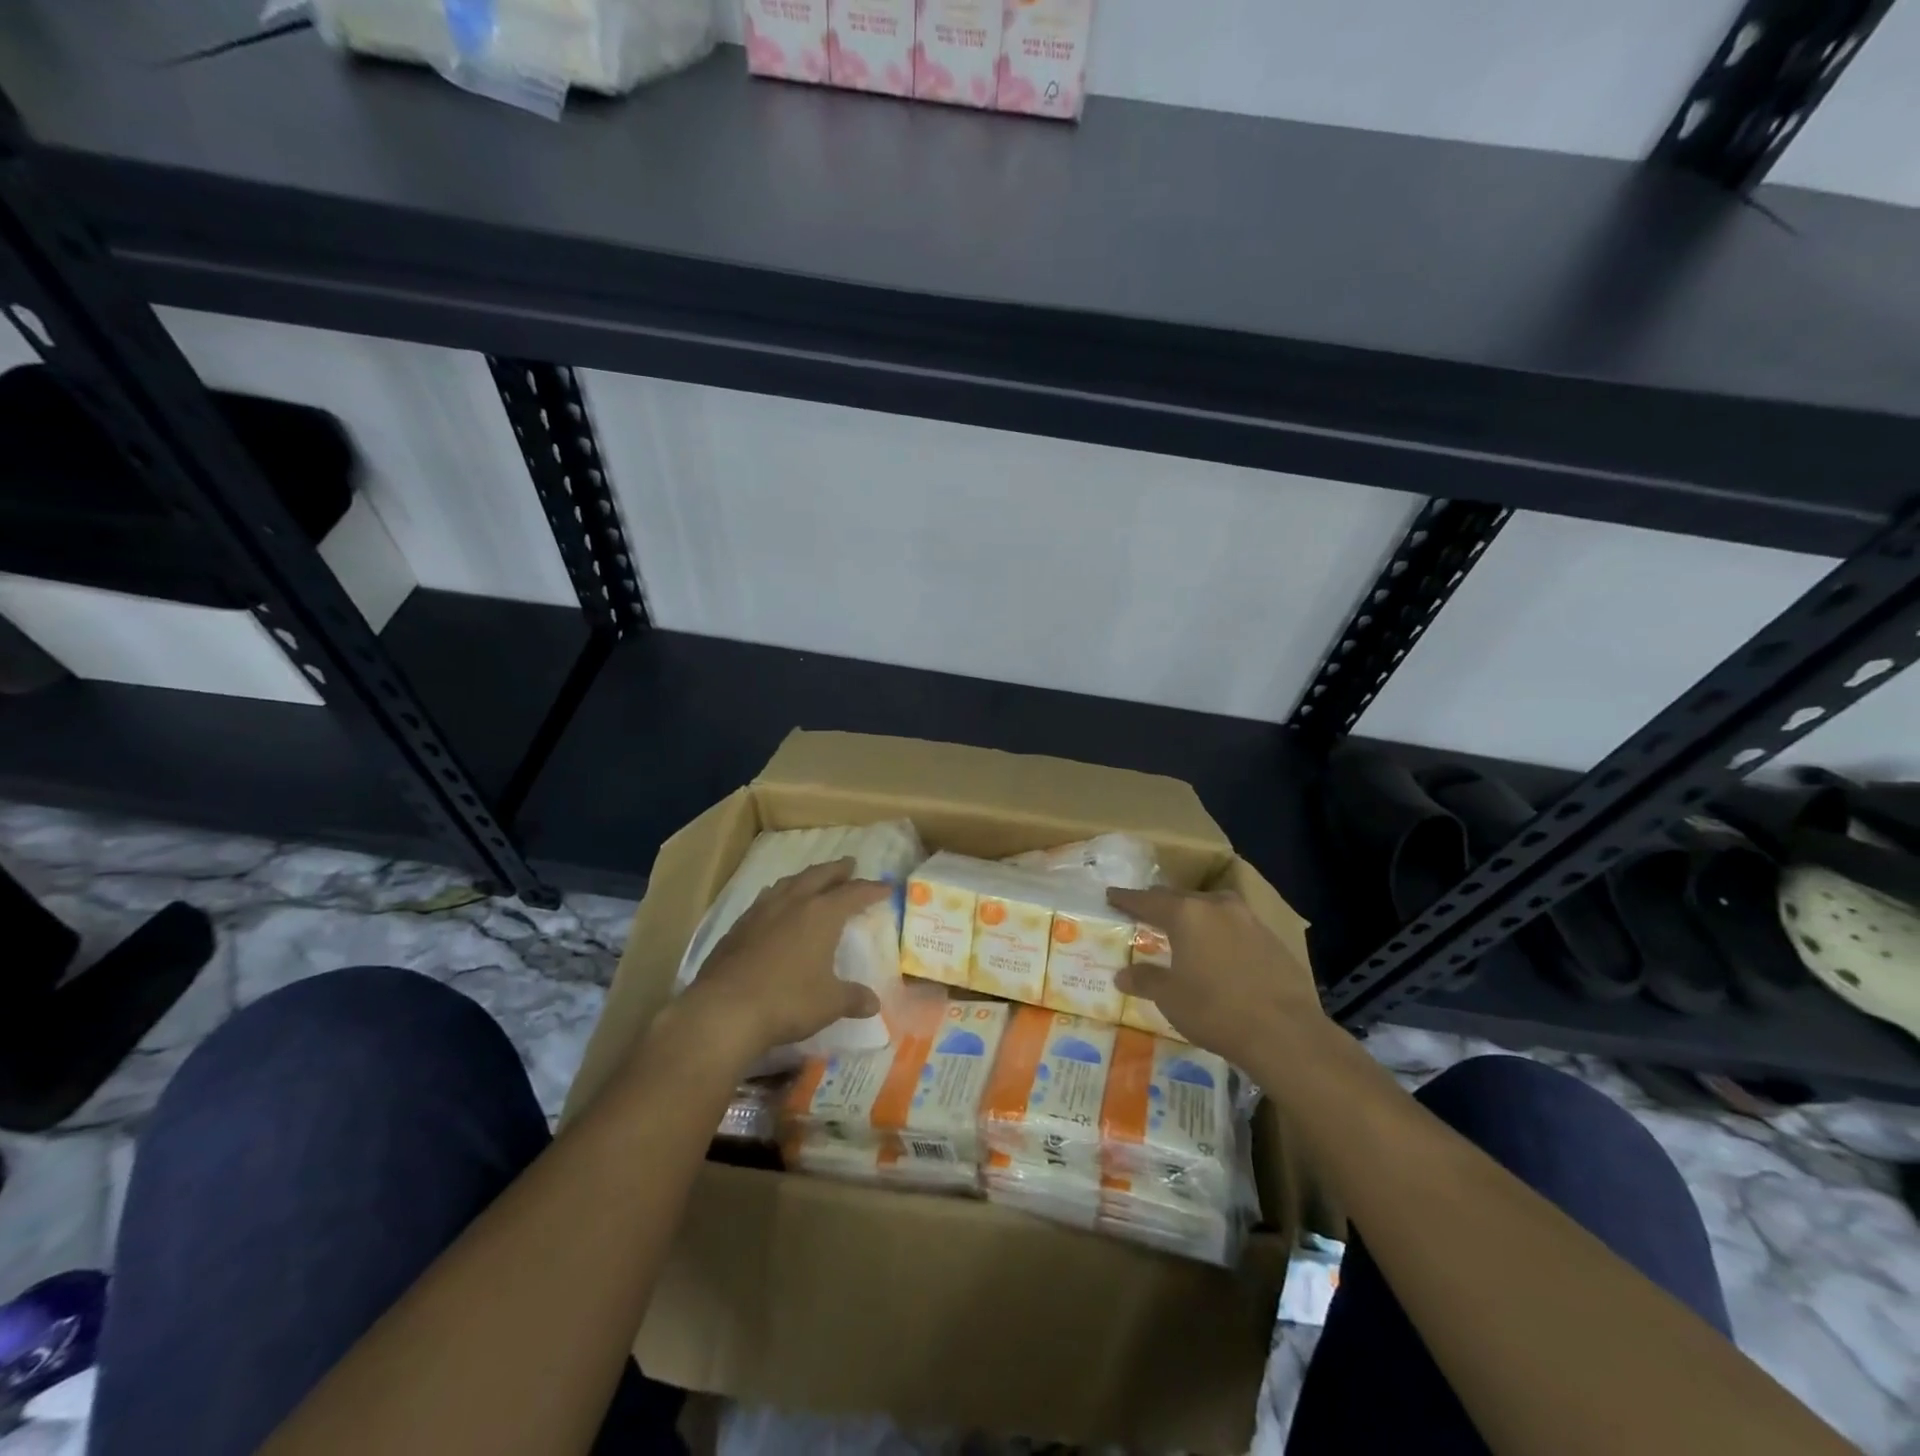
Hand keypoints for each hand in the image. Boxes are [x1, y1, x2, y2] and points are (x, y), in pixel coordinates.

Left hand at [678, 859, 891, 1066]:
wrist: (724, 1010)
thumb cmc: (787, 1001)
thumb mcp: (829, 1003)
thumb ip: (853, 998)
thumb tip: (873, 1003)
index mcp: (821, 914)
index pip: (853, 893)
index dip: (871, 889)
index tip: (885, 887)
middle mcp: (793, 903)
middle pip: (819, 876)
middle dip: (837, 870)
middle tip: (849, 864)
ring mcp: (762, 912)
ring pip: (789, 883)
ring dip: (805, 878)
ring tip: (813, 879)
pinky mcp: (738, 927)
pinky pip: (765, 900)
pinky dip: (779, 896)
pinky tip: (775, 905)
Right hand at [1108, 886, 1323, 1066]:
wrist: (1287, 1034)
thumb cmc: (1216, 1011)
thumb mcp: (1171, 998)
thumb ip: (1145, 980)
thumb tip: (1122, 975)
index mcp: (1187, 914)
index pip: (1148, 900)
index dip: (1127, 899)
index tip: (1112, 895)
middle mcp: (1217, 906)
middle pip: (1180, 898)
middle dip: (1160, 905)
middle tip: (1144, 913)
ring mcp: (1249, 920)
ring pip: (1212, 908)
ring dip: (1194, 916)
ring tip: (1183, 930)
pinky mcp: (1273, 939)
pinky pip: (1236, 926)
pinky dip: (1220, 933)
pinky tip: (1219, 952)